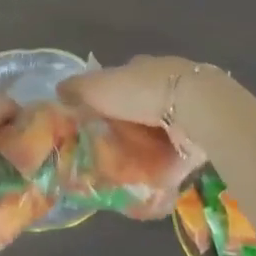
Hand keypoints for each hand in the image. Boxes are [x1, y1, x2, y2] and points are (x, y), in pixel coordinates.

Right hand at [59, 56, 225, 177]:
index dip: (105, 98)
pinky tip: (143, 186)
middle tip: (103, 153)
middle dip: (124, 128)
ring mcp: (184, 113)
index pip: (119, 81)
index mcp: (141, 69)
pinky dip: (160, 171)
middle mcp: (164, 85)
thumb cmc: (139, 92)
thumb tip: (58, 91)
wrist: (192, 109)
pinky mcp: (197, 140)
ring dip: (142, 151)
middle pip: (138, 110)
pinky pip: (173, 158)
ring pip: (156, 134)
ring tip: (120, 174)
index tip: (91, 121)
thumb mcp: (98, 86)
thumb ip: (76, 89)